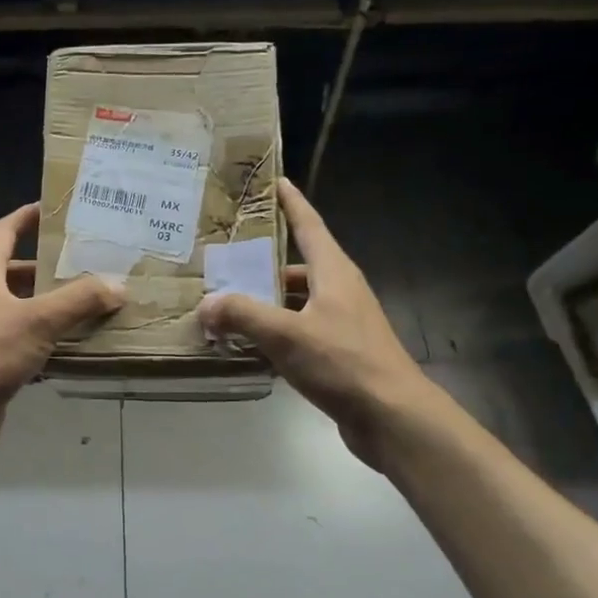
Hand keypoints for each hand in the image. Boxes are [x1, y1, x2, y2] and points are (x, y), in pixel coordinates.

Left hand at [0, 203, 121, 454]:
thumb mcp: (38, 320)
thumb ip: (80, 300)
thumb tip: (118, 286)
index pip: (5, 231)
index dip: (28, 216)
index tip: (55, 210)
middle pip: (17, 270)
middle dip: (50, 267)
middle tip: (88, 263)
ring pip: (22, 307)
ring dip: (52, 305)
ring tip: (91, 302)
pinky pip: (23, 339)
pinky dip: (47, 338)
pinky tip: (76, 345)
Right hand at [197, 178, 430, 470]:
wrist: (392, 416)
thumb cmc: (343, 362)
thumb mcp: (286, 334)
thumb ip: (243, 315)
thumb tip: (206, 305)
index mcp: (333, 273)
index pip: (309, 225)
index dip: (292, 203)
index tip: (277, 181)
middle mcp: (340, 291)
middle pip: (298, 266)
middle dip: (264, 261)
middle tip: (226, 257)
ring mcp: (342, 324)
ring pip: (297, 302)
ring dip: (266, 302)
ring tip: (227, 305)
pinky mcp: (340, 354)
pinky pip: (300, 332)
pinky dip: (275, 333)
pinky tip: (249, 346)